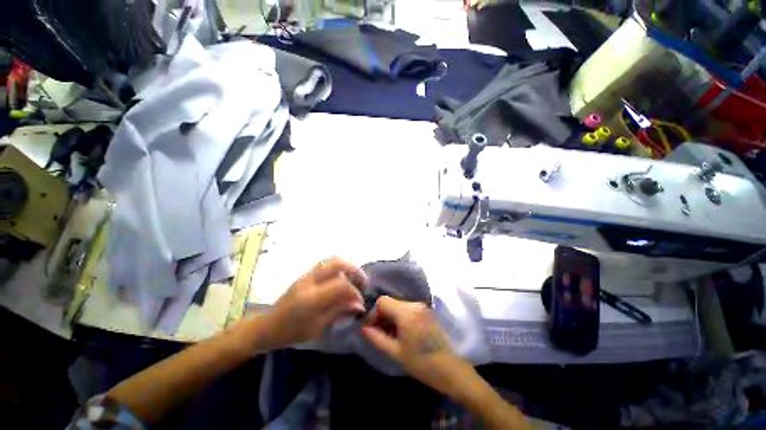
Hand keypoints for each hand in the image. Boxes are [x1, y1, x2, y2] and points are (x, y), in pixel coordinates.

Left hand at [268, 258, 366, 347]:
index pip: (341, 286)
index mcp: (312, 298)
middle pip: (338, 264)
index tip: (360, 302)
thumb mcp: (318, 327)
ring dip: (347, 266)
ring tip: (354, 277)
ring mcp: (306, 275)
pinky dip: (337, 266)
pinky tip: (341, 276)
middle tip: (363, 281)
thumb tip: (359, 305)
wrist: (268, 326)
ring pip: (332, 260)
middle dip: (355, 270)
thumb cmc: (292, 332)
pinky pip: (325, 263)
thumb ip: (339, 311)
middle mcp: (310, 281)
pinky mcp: (305, 274)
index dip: (355, 292)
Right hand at [361, 296, 471, 395]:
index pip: (382, 301)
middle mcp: (414, 304)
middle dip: (381, 315)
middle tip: (377, 332)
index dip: (373, 313)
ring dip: (390, 317)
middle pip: (390, 302)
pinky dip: (399, 317)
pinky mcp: (426, 311)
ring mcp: (421, 306)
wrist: (450, 369)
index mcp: (406, 313)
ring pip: (397, 305)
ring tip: (388, 334)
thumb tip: (362, 328)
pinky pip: (406, 309)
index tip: (370, 328)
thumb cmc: (422, 363)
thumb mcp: (396, 352)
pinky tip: (399, 332)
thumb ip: (376, 338)